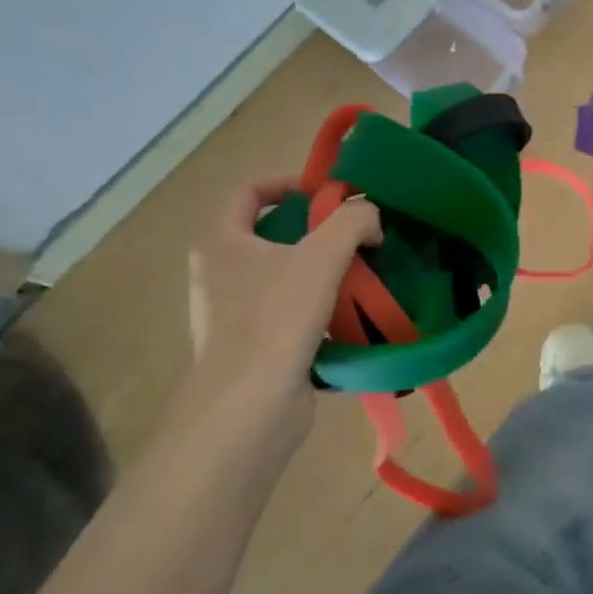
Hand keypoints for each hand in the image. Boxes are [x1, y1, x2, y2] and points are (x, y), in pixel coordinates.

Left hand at [181, 179, 381, 443]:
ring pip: (286, 278)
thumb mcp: (322, 256)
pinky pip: (291, 316)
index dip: (291, 184)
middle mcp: (220, 276)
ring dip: (323, 273)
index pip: (250, 193)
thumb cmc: (276, 320)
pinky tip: (353, 317)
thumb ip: (353, 221)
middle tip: (359, 237)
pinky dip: (320, 311)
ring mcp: (233, 316)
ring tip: (364, 275)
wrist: (248, 410)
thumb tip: (371, 218)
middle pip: (274, 236)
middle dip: (318, 233)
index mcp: (222, 244)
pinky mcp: (254, 350)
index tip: (332, 194)